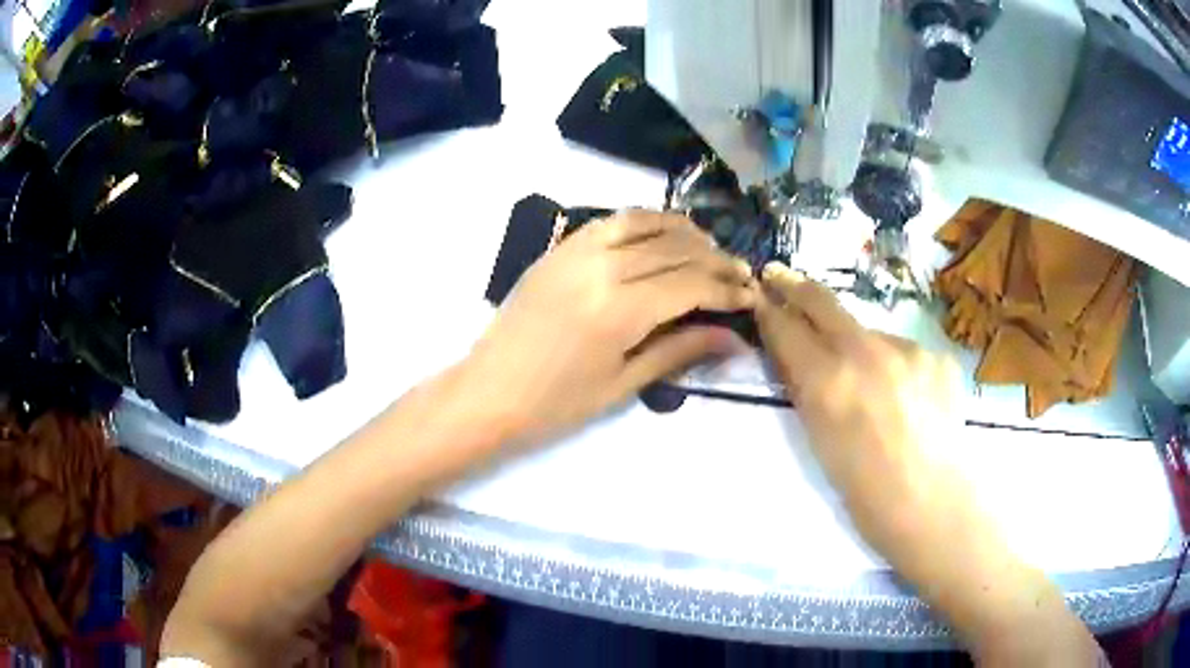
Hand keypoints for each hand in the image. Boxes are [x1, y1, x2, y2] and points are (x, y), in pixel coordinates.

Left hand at [461, 210, 755, 443]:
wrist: (487, 393)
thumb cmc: (555, 404)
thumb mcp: (624, 383)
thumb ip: (681, 350)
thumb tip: (735, 338)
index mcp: (619, 310)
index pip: (691, 284)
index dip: (727, 289)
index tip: (752, 295)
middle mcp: (601, 268)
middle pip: (675, 250)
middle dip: (715, 260)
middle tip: (740, 274)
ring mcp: (575, 251)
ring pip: (645, 223)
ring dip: (684, 231)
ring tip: (709, 248)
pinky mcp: (559, 248)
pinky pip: (611, 220)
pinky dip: (645, 221)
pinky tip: (661, 235)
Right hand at [753, 263, 961, 552]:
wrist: (931, 503)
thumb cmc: (864, 492)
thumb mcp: (819, 441)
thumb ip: (807, 390)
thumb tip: (795, 355)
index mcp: (827, 382)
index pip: (786, 327)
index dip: (769, 310)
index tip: (761, 297)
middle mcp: (864, 351)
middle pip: (822, 300)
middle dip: (795, 285)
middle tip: (780, 275)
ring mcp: (906, 348)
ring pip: (869, 331)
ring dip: (858, 344)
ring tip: (869, 383)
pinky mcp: (935, 354)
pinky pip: (904, 351)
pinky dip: (896, 366)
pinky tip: (906, 397)